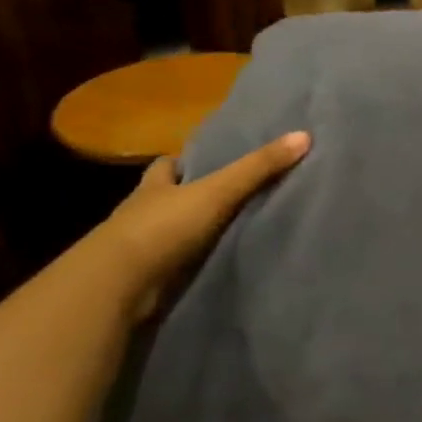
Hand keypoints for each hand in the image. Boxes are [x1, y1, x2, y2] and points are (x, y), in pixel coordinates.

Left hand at [89, 130, 311, 317]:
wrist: (118, 286)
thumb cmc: (163, 227)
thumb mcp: (218, 191)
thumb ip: (258, 168)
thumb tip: (304, 136)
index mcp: (154, 187)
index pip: (166, 166)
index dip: (183, 163)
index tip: (208, 162)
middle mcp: (142, 213)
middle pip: (166, 198)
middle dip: (188, 198)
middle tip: (225, 199)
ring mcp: (139, 249)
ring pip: (167, 233)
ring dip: (188, 234)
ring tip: (226, 234)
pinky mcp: (143, 280)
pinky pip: (171, 266)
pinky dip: (187, 265)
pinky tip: (210, 267)